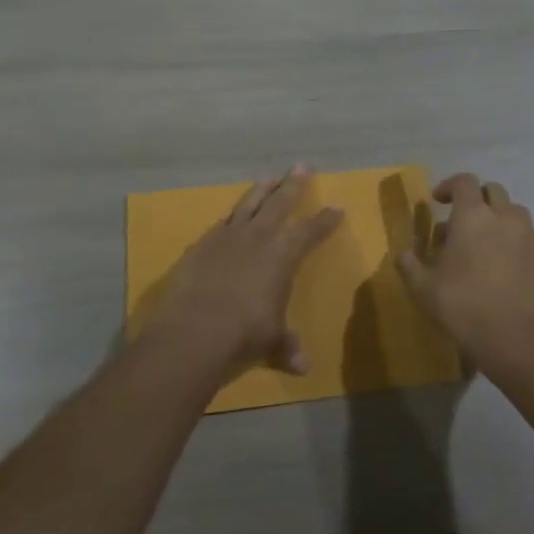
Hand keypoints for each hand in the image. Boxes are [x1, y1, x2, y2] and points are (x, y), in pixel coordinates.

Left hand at [139, 165, 342, 385]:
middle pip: (279, 203)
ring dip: (260, 191)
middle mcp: (258, 238)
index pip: (310, 231)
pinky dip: (230, 218)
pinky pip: (220, 224)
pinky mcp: (201, 245)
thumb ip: (286, 346)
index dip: (325, 220)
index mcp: (283, 254)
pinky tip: (230, 217)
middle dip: (293, 185)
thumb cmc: (245, 331)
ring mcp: (226, 237)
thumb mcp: (271, 340)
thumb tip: (302, 367)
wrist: (195, 327)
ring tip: (268, 179)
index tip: (337, 207)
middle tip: (301, 166)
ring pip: (248, 204)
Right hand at [397, 172, 533, 371]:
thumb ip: (410, 264)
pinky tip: (505, 271)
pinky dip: (515, 246)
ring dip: (499, 220)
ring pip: (515, 214)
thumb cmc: (462, 306)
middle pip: (493, 191)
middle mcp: (505, 218)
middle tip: (463, 222)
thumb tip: (404, 253)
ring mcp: (530, 238)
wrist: (516, 339)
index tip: (439, 201)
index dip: (449, 186)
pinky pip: (529, 242)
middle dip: (477, 199)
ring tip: (485, 245)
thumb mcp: (423, 288)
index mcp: (473, 216)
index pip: (464, 182)